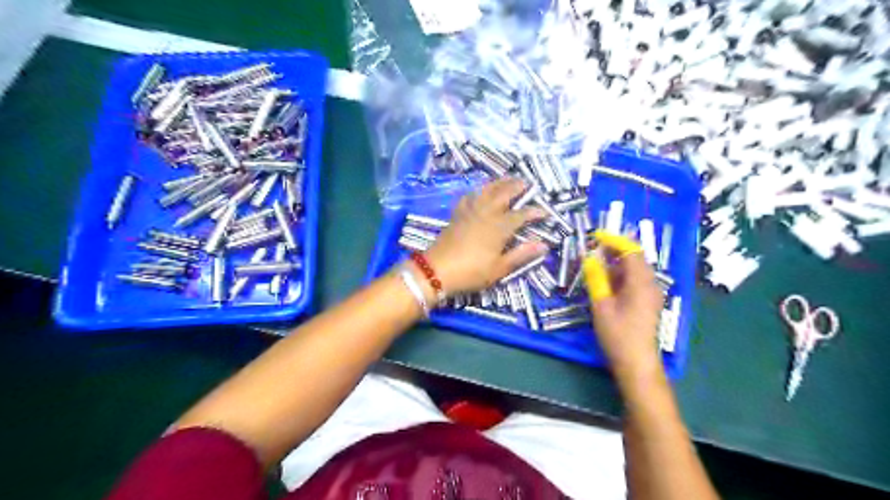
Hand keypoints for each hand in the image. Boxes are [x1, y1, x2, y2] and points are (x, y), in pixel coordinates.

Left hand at [424, 178, 549, 294]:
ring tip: (507, 178)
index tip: (545, 211)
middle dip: (517, 186)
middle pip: (504, 194)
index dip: (535, 212)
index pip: (521, 215)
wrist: (436, 270)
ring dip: (499, 183)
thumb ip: (521, 255)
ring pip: (486, 191)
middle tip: (527, 182)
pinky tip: (478, 191)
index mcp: (499, 227)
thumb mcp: (499, 268)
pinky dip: (477, 191)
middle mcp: (486, 213)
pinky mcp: (457, 215)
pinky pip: (469, 197)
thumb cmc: (471, 272)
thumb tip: (544, 245)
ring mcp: (470, 212)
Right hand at [582, 232, 663, 375]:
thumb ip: (596, 279)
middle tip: (593, 250)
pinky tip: (607, 282)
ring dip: (617, 264)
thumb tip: (590, 258)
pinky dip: (621, 275)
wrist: (637, 363)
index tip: (596, 236)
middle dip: (614, 251)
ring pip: (635, 270)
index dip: (614, 240)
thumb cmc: (618, 334)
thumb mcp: (601, 305)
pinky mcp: (648, 303)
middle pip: (635, 258)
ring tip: (596, 265)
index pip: (631, 251)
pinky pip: (635, 281)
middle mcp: (651, 284)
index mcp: (641, 282)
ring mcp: (651, 294)